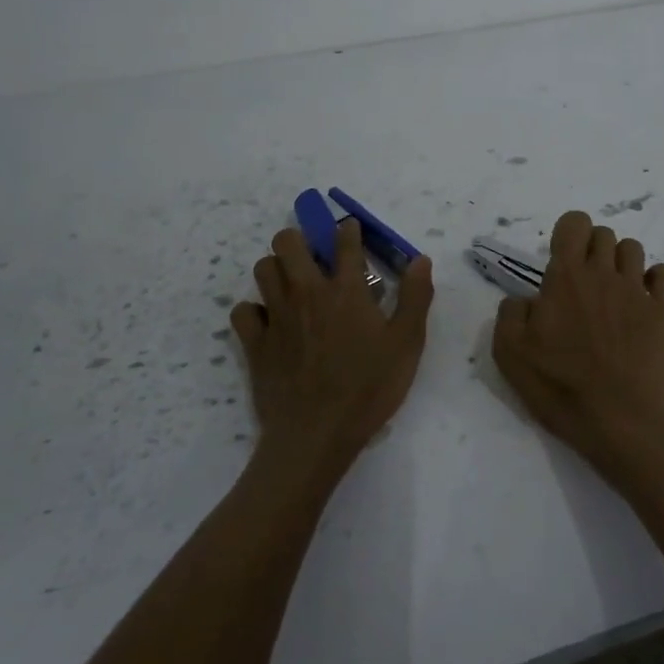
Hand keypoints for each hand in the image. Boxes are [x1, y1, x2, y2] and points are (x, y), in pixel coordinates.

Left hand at [230, 220, 433, 487]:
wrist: (316, 434)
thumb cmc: (369, 387)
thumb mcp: (407, 343)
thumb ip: (415, 297)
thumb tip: (420, 259)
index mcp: (346, 290)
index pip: (345, 242)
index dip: (348, 230)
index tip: (350, 229)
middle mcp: (307, 292)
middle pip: (288, 242)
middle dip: (300, 239)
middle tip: (315, 257)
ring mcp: (276, 316)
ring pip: (263, 268)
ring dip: (277, 269)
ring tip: (292, 285)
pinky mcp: (255, 343)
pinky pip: (243, 310)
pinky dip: (254, 310)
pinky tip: (269, 321)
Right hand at [491, 210, 663, 476]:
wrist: (616, 419)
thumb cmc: (559, 386)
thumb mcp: (509, 353)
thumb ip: (511, 312)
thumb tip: (526, 298)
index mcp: (566, 277)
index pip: (574, 223)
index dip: (567, 233)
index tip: (561, 261)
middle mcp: (603, 273)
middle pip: (604, 233)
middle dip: (592, 249)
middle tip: (584, 283)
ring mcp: (637, 290)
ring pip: (633, 248)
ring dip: (621, 262)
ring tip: (613, 292)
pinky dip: (656, 278)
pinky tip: (644, 299)